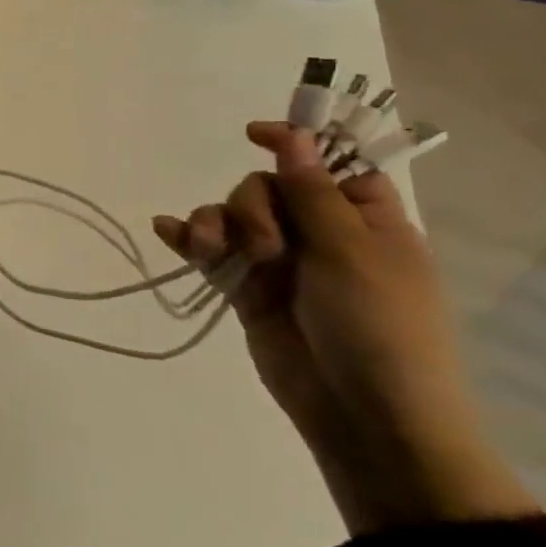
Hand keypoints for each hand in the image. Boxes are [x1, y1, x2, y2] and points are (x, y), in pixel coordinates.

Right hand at [153, 122, 536, 533]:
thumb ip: (313, 192)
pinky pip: (209, 250)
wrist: (364, 412)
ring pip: (230, 216)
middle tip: (266, 246)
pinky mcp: (245, 287)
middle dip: (251, 206)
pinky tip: (167, 232)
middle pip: (267, 187)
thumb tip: (294, 136)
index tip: (253, 134)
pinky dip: (187, 238)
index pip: (329, 164)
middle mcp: (321, 235)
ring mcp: (279, 262)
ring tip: (213, 252)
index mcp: (365, 221)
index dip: (295, 144)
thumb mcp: (351, 252)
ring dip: (214, 224)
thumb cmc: (379, 326)